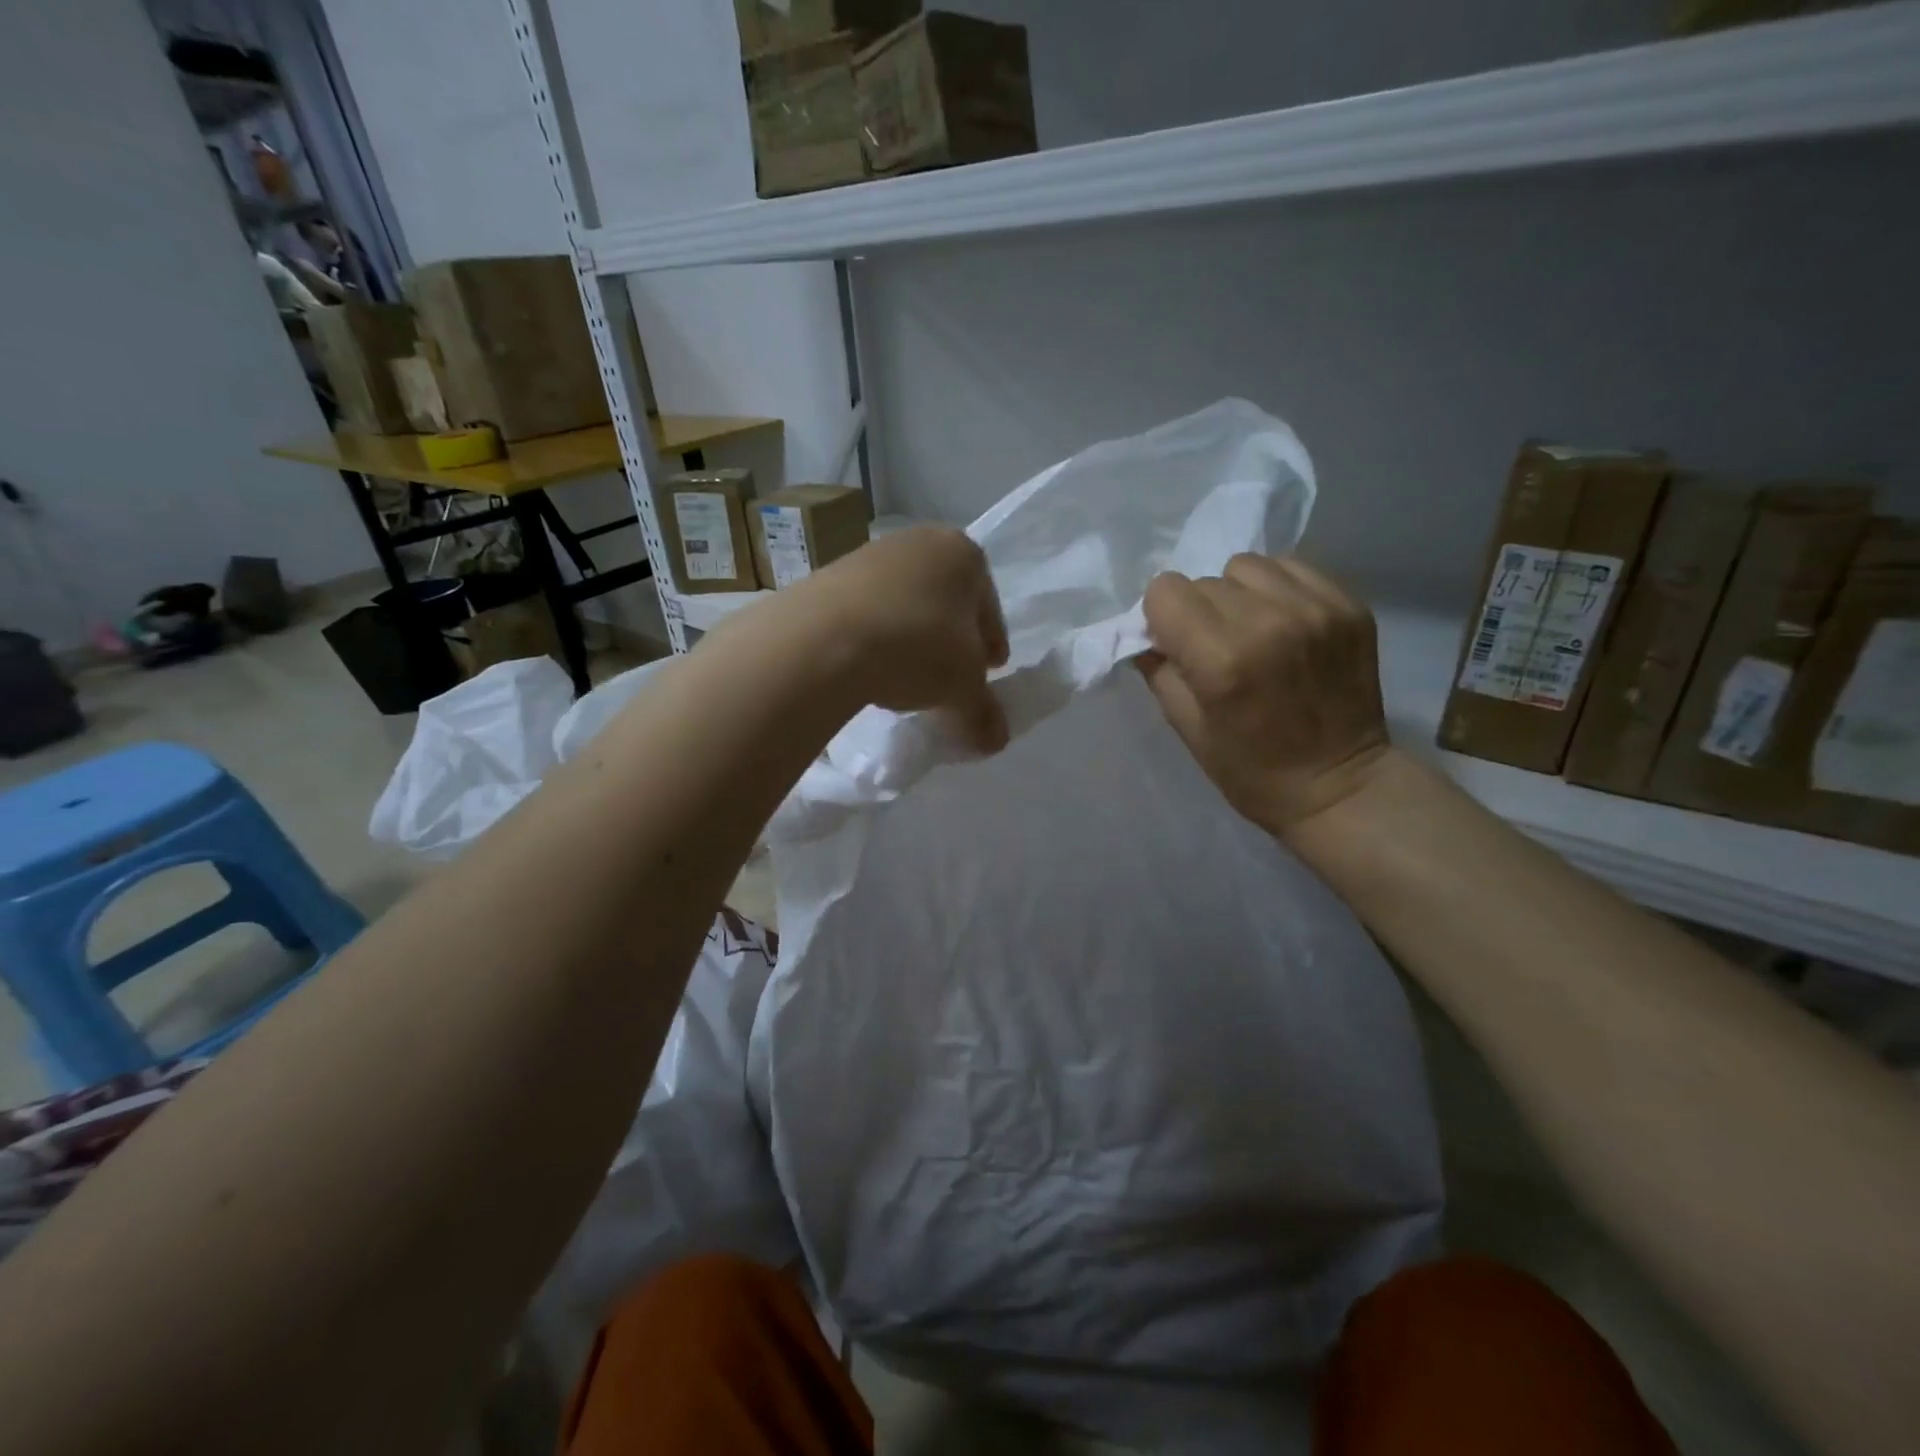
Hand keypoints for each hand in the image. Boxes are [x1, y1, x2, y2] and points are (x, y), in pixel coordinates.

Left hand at [800, 526, 1010, 751]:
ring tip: (904, 679)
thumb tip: (996, 739)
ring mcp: (869, 555)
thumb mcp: (963, 688)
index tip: (988, 672)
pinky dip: (874, 638)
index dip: (991, 645)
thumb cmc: (916, 647)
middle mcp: (919, 542)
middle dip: (950, 640)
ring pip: (905, 605)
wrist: (821, 639)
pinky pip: (866, 613)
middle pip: (946, 602)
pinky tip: (868, 669)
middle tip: (950, 678)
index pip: (989, 609)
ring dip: (910, 639)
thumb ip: (983, 712)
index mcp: (963, 555)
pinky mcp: (827, 576)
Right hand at [1140, 555, 1390, 836]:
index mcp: (1221, 660)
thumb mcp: (1186, 728)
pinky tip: (1283, 623)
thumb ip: (1159, 670)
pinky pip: (1292, 568)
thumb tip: (1148, 633)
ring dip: (1237, 593)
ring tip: (1251, 628)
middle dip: (1198, 610)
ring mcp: (1315, 610)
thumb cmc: (1251, 770)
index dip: (1161, 616)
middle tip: (1215, 646)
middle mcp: (1268, 622)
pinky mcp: (1349, 605)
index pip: (1165, 591)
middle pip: (1204, 580)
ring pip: (1247, 566)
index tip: (1174, 643)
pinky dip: (1276, 589)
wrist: (1341, 787)